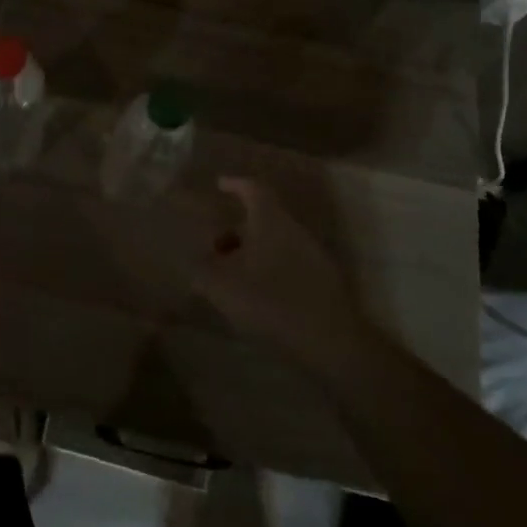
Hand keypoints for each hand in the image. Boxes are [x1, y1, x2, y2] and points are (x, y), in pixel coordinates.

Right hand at [192, 177, 371, 384]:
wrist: (331, 342)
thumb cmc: (271, 302)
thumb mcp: (221, 286)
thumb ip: (202, 268)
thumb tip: (195, 259)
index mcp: (270, 220)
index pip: (253, 189)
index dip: (235, 184)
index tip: (220, 184)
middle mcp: (295, 230)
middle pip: (264, 219)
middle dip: (238, 230)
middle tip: (217, 248)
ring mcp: (314, 256)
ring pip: (277, 243)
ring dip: (254, 253)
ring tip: (233, 278)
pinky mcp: (325, 283)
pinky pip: (290, 265)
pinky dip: (271, 271)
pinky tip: (260, 298)